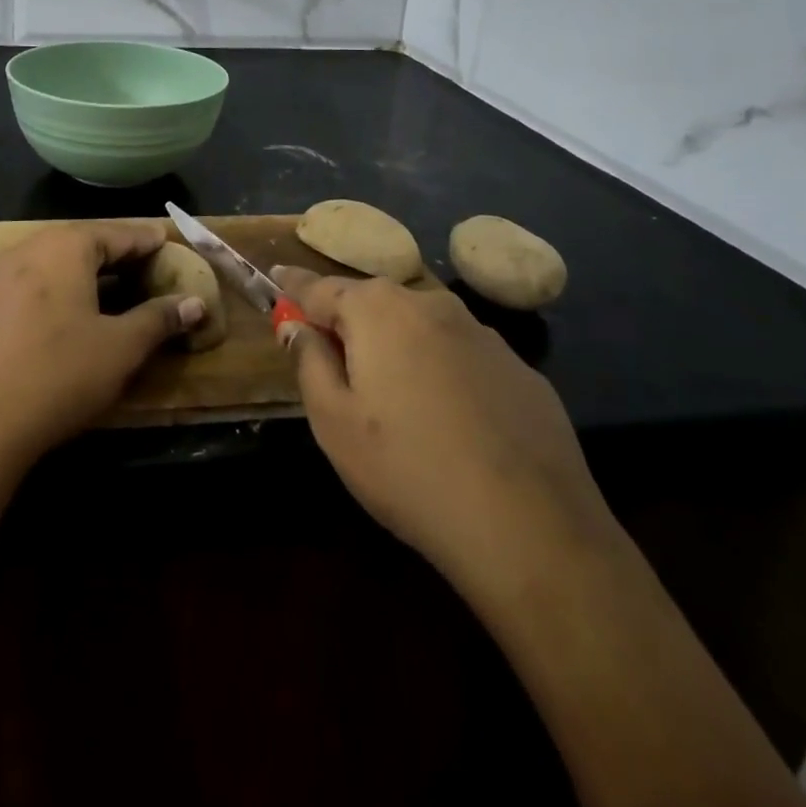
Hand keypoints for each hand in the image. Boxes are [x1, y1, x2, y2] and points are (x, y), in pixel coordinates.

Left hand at [0, 222, 204, 466]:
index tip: (173, 246)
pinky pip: (42, 280)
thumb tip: (197, 303)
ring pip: (63, 261)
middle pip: (88, 242)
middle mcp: (34, 248)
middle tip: (154, 268)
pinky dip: (70, 286)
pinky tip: (84, 309)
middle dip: (123, 255)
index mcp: (67, 246)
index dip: (150, 242)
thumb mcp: (121, 347)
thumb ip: (160, 318)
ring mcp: (7, 274)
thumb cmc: (60, 373)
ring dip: (95, 272)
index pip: (120, 234)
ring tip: (125, 288)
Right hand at [272, 268, 618, 607]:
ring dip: (396, 343)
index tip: (275, 279)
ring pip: (420, 326)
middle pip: (372, 301)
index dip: (293, 287)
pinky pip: (461, 355)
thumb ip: (308, 361)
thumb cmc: (407, 469)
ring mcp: (481, 333)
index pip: (318, 287)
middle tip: (332, 355)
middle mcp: (429, 304)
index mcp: (377, 310)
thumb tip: (297, 325)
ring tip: (392, 393)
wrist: (530, 526)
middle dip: (346, 319)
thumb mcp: (333, 422)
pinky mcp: (519, 369)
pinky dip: (441, 368)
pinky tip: (449, 418)